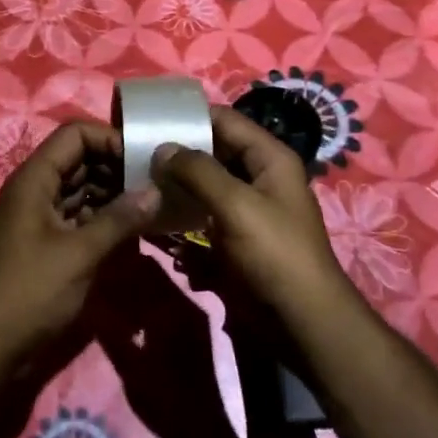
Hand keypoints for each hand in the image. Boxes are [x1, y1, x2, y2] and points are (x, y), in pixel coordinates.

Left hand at [0, 120, 160, 362]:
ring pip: (82, 190)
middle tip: (156, 185)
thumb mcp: (79, 253)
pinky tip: (132, 232)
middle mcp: (36, 190)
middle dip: (117, 168)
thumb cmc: (30, 292)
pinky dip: (104, 220)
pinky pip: (79, 218)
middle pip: (80, 159)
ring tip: (151, 207)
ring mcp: (40, 218)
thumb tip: (156, 191)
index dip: (110, 139)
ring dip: (114, 195)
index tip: (144, 160)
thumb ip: (119, 219)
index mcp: (35, 179)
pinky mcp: (47, 245)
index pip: (75, 134)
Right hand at [91, 247, 237, 437]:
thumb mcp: (130, 369)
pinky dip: (150, 300)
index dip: (119, 262)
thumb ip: (111, 331)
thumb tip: (90, 300)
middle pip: (153, 272)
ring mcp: (194, 314)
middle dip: (127, 270)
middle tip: (100, 272)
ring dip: (138, 284)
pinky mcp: (196, 328)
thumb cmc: (164, 403)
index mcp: (171, 307)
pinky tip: (132, 312)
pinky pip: (170, 300)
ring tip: (111, 290)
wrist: (204, 434)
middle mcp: (186, 302)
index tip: (97, 259)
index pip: (143, 267)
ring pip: (161, 285)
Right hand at [151, 106, 349, 316]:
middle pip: (214, 151)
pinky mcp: (237, 236)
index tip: (149, 120)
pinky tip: (156, 215)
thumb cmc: (274, 253)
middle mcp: (260, 176)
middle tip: (135, 153)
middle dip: (179, 152)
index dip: (190, 117)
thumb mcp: (236, 205)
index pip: (225, 120)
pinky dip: (184, 213)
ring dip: (178, 184)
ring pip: (207, 184)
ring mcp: (248, 208)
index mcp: (269, 158)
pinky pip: (206, 214)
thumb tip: (162, 148)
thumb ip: (198, 171)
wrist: (301, 320)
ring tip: (139, 181)